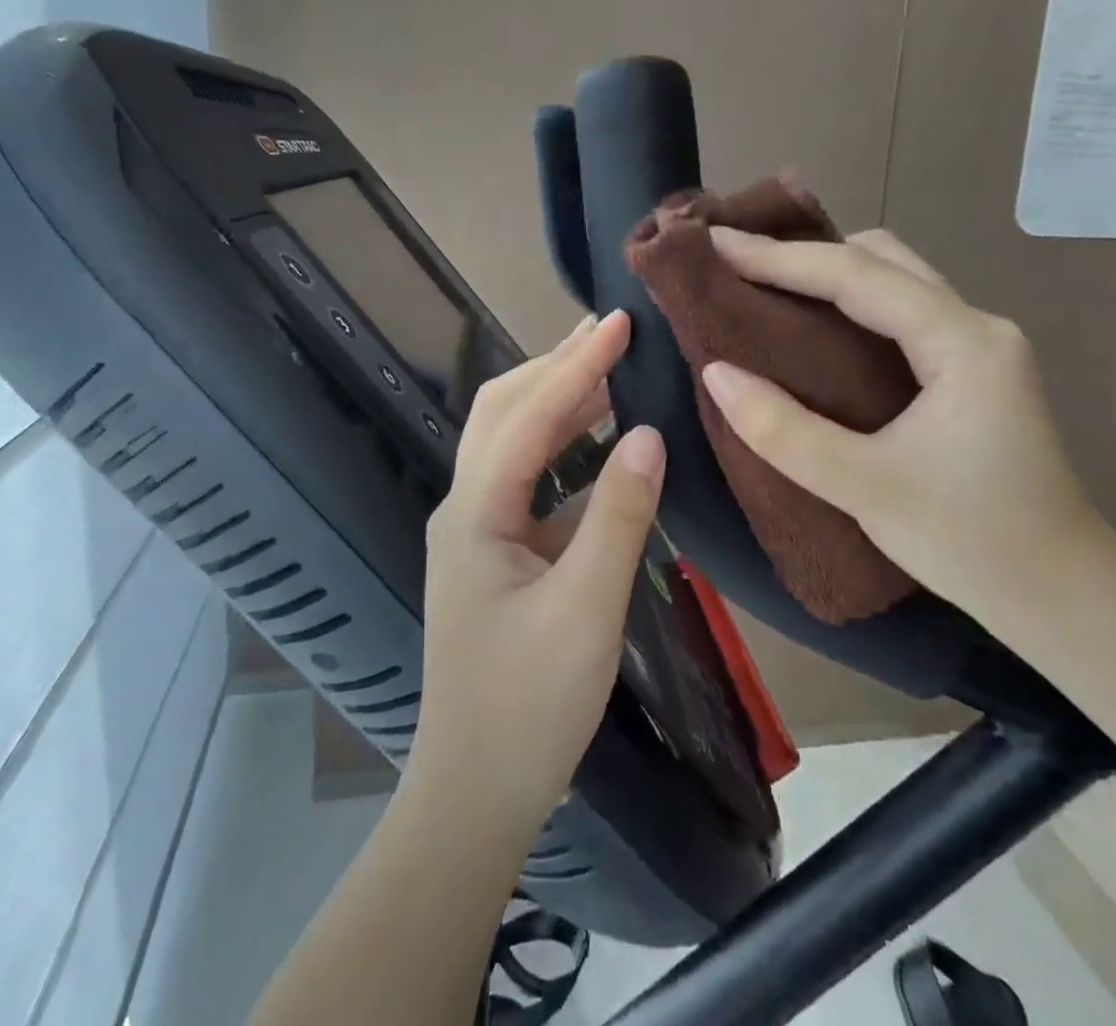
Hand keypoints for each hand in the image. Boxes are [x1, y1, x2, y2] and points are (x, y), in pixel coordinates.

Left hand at [410, 310, 665, 834]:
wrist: (476, 794)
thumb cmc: (528, 706)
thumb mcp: (587, 609)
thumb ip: (619, 516)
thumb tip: (650, 434)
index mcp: (475, 512)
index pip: (528, 416)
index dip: (575, 364)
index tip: (618, 321)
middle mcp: (465, 506)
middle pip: (504, 413)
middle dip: (554, 366)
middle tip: (608, 331)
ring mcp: (477, 530)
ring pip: (514, 442)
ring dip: (558, 402)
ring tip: (607, 368)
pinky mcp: (496, 553)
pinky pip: (531, 481)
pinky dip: (565, 450)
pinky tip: (603, 444)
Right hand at [698, 228, 1109, 606]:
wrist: (1063, 597)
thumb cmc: (972, 543)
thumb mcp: (866, 489)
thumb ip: (784, 431)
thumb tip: (715, 373)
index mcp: (962, 342)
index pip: (857, 275)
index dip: (779, 257)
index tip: (715, 244)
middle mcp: (975, 325)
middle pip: (880, 258)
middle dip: (803, 252)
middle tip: (734, 262)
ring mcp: (976, 346)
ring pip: (892, 279)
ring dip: (826, 273)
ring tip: (762, 284)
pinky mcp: (968, 370)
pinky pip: (897, 311)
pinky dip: (847, 302)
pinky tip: (811, 323)